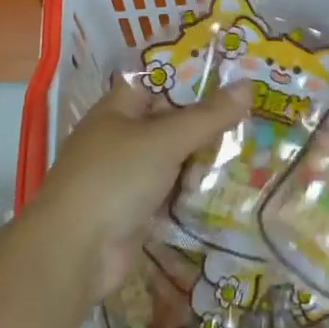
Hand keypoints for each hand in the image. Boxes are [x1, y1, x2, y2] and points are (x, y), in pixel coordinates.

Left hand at [28, 76, 251, 299]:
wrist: (75, 251)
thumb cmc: (115, 178)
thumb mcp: (165, 140)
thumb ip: (208, 116)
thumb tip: (248, 85)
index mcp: (119, 108)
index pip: (160, 81)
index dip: (193, 77)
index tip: (235, 76)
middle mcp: (122, 136)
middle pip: (171, 120)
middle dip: (206, 121)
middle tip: (253, 115)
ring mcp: (128, 174)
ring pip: (174, 157)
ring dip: (203, 158)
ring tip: (250, 149)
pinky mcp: (136, 208)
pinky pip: (172, 190)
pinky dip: (193, 190)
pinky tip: (227, 186)